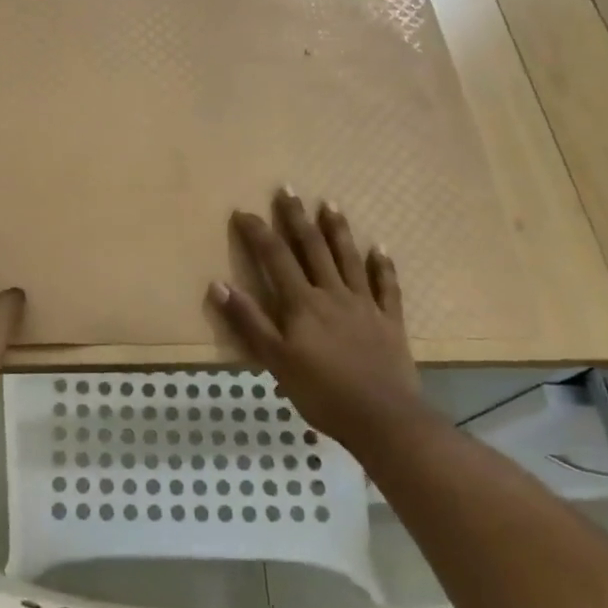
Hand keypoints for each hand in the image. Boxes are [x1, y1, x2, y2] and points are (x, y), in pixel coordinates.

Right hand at [208, 189, 421, 453]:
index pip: (275, 257)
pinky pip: (386, 287)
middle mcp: (332, 294)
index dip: (258, 232)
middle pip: (312, 248)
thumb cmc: (322, 392)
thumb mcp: (275, 360)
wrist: (384, 419)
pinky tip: (380, 249)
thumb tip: (218, 284)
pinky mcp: (389, 321)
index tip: (243, 211)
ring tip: (330, 204)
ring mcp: (364, 305)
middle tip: (288, 189)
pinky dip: (383, 266)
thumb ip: (249, 321)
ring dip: (338, 230)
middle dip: (297, 218)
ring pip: (349, 259)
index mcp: (302, 303)